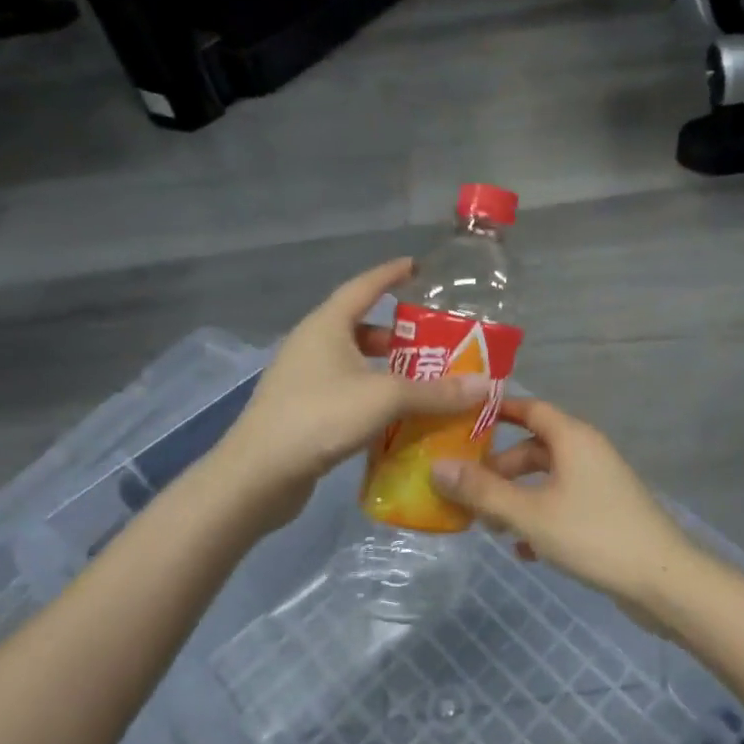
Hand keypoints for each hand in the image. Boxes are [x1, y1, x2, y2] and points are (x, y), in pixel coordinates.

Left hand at [215, 259, 490, 524]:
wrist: (257, 476)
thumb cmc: (320, 417)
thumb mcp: (385, 398)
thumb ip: (436, 391)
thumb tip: (486, 385)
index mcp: (327, 325)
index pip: (364, 286)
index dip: (391, 274)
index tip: (417, 267)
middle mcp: (312, 344)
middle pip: (361, 326)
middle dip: (398, 332)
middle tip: (436, 339)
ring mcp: (303, 378)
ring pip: (354, 361)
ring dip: (387, 367)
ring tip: (424, 378)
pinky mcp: (303, 409)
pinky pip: (347, 390)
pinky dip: (373, 394)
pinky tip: (397, 414)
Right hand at [430, 397, 703, 616]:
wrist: (662, 580)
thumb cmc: (593, 535)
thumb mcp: (530, 514)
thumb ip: (483, 492)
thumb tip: (437, 467)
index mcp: (573, 438)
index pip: (530, 408)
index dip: (497, 411)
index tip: (463, 420)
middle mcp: (587, 451)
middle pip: (534, 449)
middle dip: (500, 469)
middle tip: (467, 492)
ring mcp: (600, 482)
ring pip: (547, 480)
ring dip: (517, 498)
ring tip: (490, 527)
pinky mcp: (607, 512)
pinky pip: (563, 504)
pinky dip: (541, 518)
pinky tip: (524, 550)